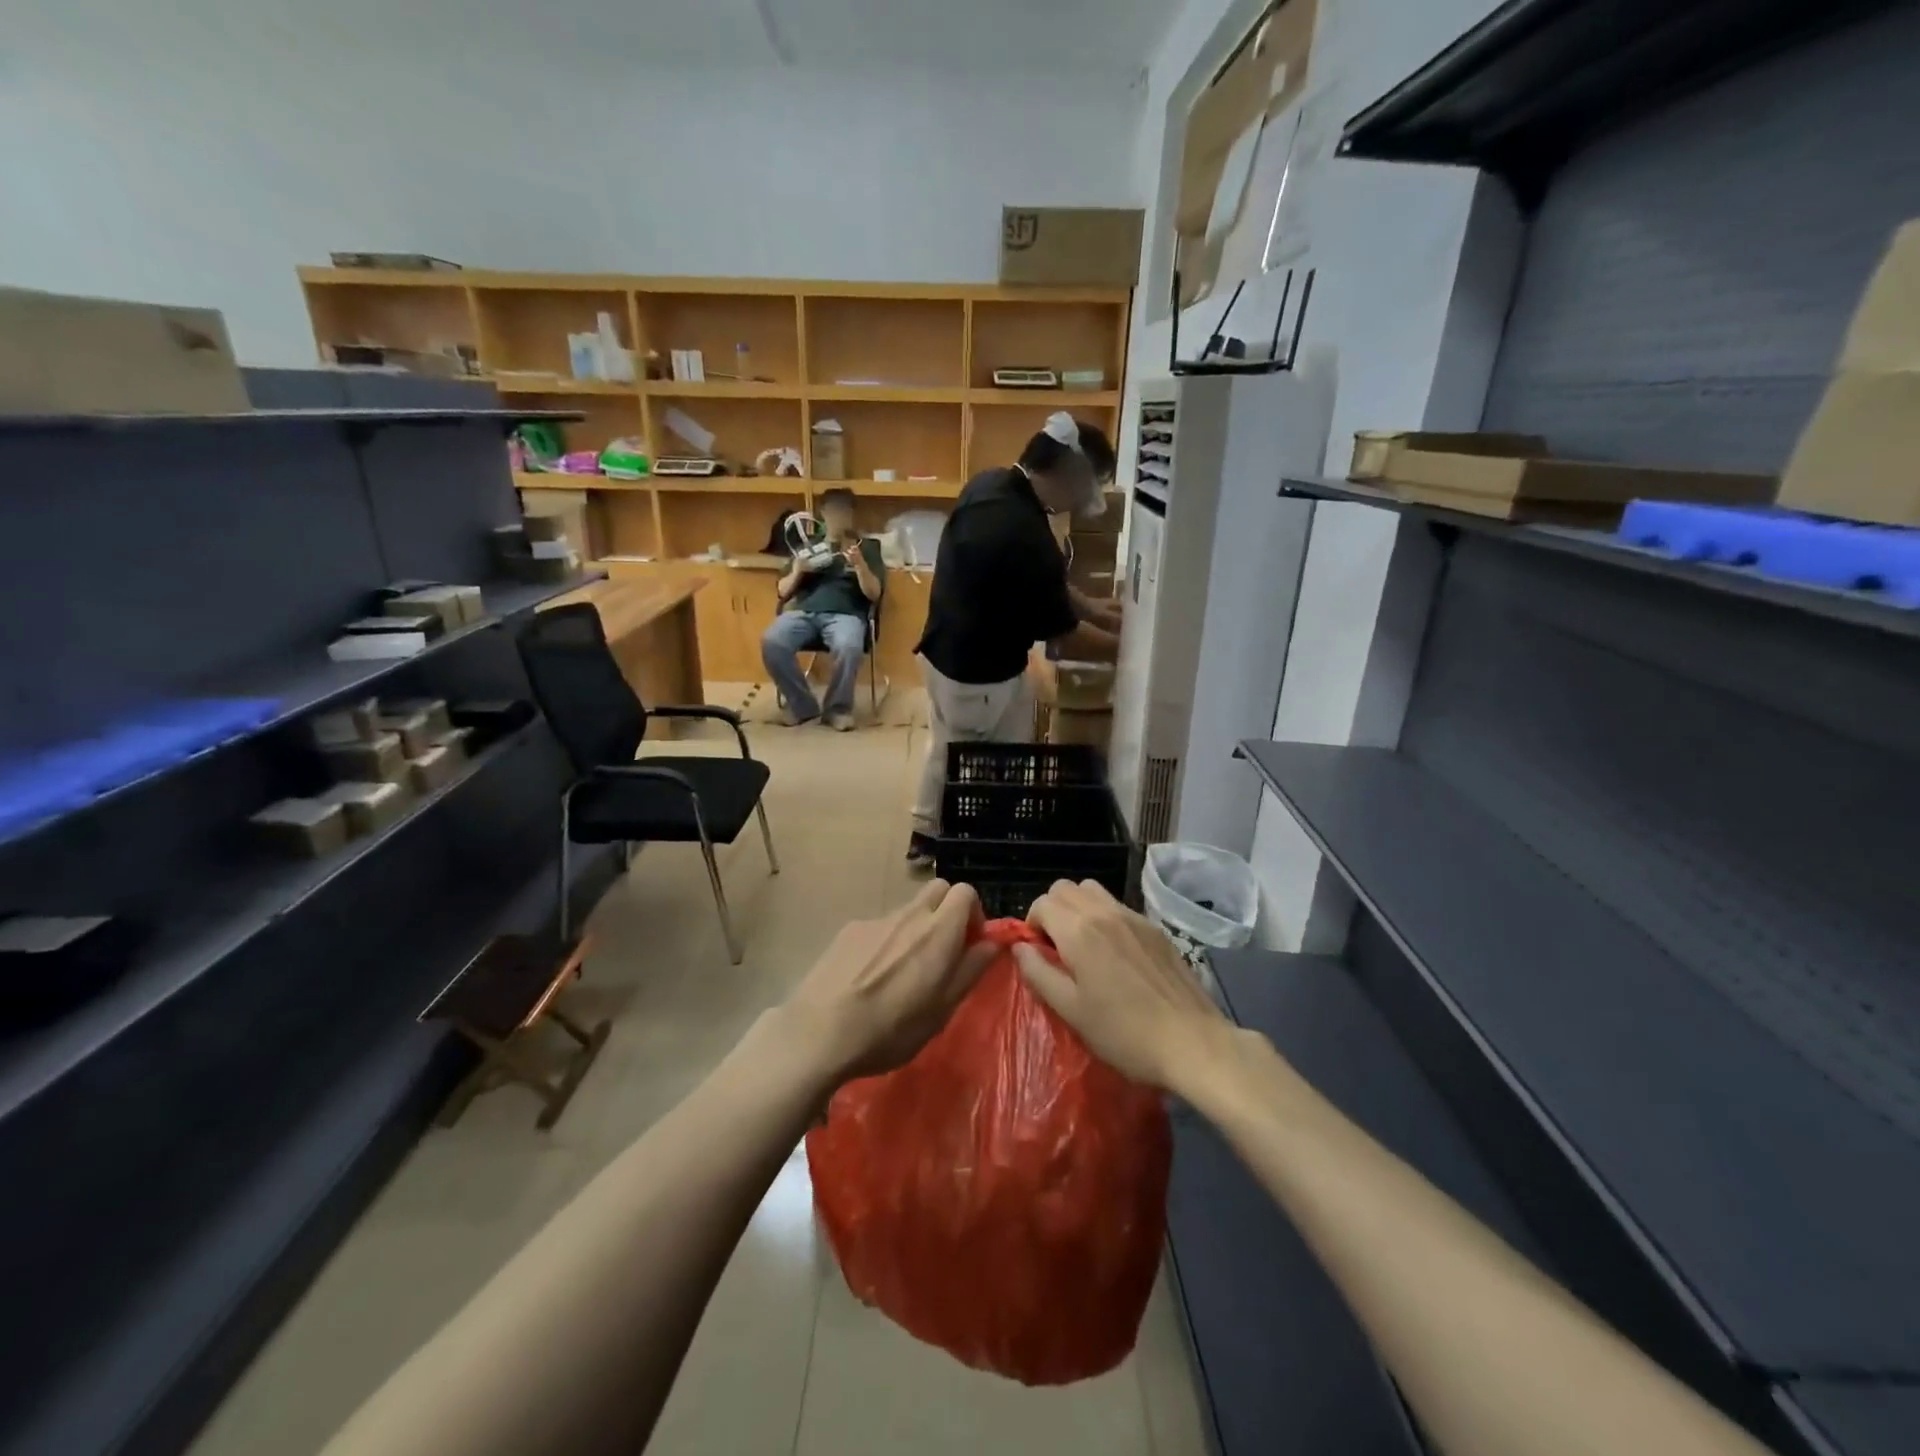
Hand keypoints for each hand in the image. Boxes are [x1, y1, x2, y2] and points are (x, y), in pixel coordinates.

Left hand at [784, 881, 995, 1084]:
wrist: (819, 1032)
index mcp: (938, 931)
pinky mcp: (849, 930)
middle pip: (937, 890)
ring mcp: (876, 920)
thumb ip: (970, 970)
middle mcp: (909, 915)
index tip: (969, 944)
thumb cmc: (891, 1029)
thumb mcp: (942, 1010)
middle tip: (942, 950)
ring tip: (901, 973)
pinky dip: (885, 942)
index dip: (973, 913)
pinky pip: (879, 926)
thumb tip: (992, 943)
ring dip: (915, 929)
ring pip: (908, 910)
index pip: (965, 891)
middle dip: (947, 911)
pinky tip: (869, 977)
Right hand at [1016, 879, 1228, 1093]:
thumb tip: (1019, 948)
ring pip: (1093, 891)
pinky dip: (1105, 917)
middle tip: (1057, 948)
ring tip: (1083, 945)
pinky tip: (1115, 954)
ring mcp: (1134, 917)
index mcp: (1080, 930)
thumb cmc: (1124, 1033)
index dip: (1032, 925)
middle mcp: (1105, 913)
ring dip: (1079, 908)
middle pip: (1066, 888)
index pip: (1042, 903)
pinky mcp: (1156, 929)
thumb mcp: (1071, 1011)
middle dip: (1053, 910)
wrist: (1192, 1042)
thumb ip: (1039, 973)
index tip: (1038, 954)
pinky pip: (1119, 906)